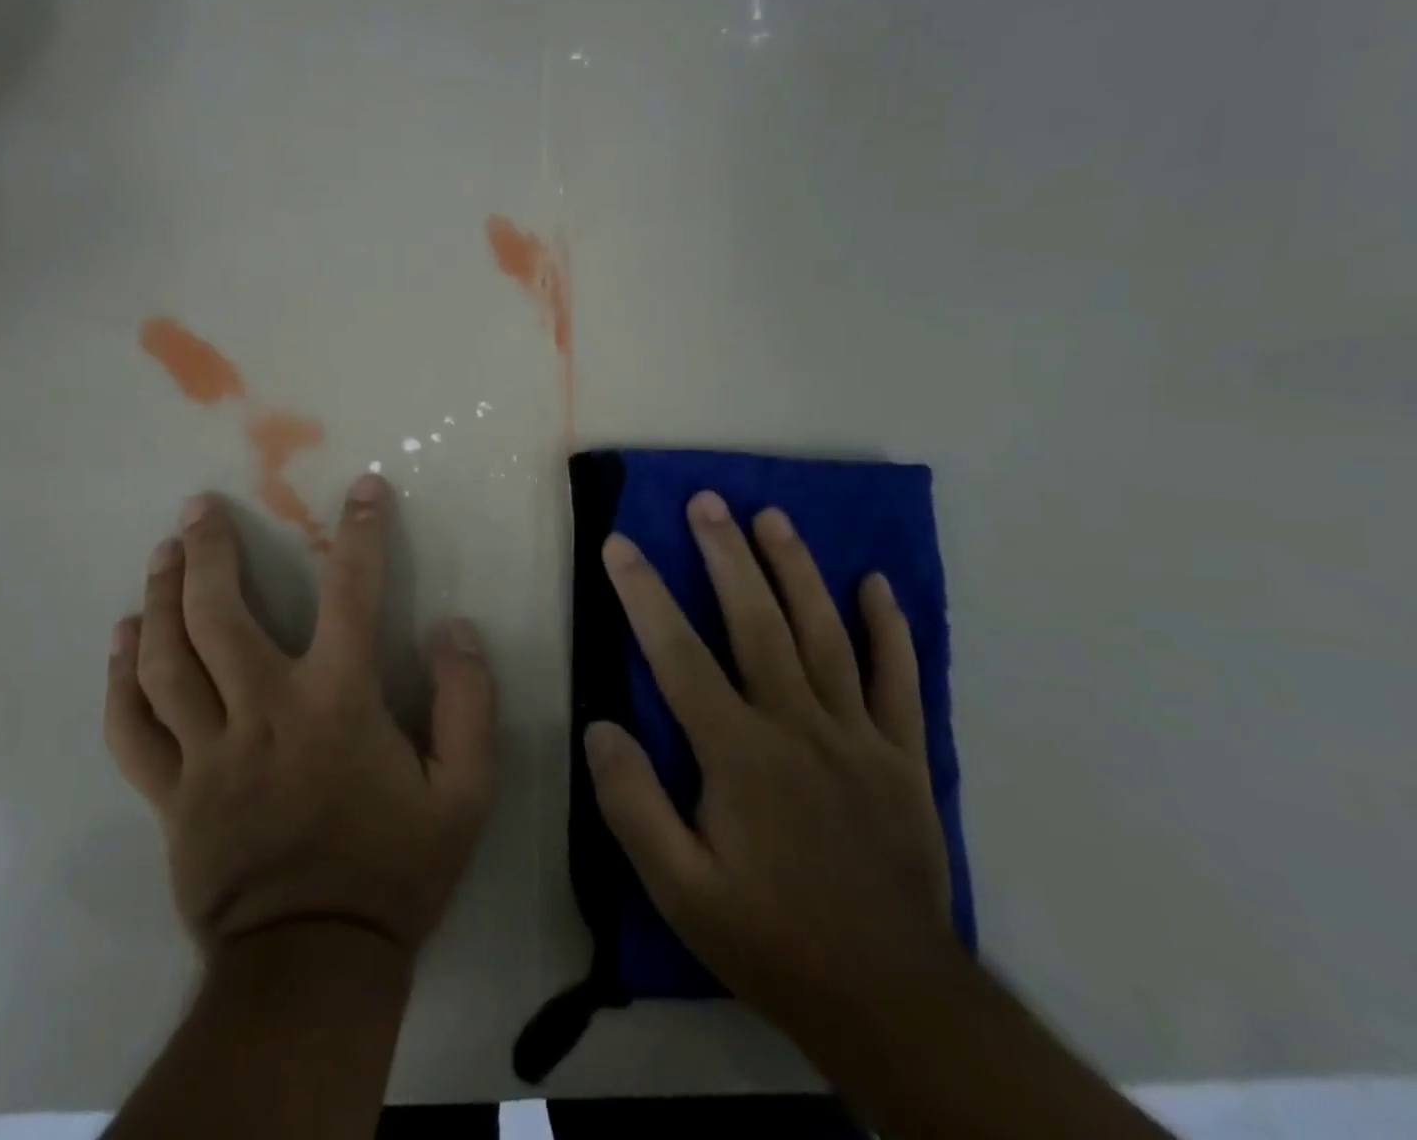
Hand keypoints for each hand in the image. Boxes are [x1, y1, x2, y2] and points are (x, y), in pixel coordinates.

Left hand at [103, 474, 496, 957]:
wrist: (314, 968)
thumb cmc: (394, 872)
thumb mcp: (465, 794)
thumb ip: (469, 704)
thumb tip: (455, 629)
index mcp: (337, 706)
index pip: (352, 596)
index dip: (362, 535)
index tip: (363, 488)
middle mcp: (264, 713)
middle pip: (219, 616)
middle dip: (208, 551)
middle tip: (199, 507)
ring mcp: (207, 754)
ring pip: (165, 660)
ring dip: (160, 596)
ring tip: (163, 552)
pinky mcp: (170, 795)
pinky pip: (131, 727)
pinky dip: (120, 676)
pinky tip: (122, 636)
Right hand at [586, 492, 954, 1030]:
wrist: (893, 1001)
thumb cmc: (772, 939)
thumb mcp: (681, 891)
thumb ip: (633, 806)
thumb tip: (600, 727)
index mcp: (738, 754)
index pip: (679, 654)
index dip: (644, 593)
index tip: (620, 543)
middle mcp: (797, 725)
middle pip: (757, 622)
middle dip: (726, 554)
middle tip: (706, 501)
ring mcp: (858, 735)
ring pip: (824, 633)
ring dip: (796, 569)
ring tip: (771, 517)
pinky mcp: (904, 756)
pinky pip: (899, 679)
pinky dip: (889, 628)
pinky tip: (875, 583)